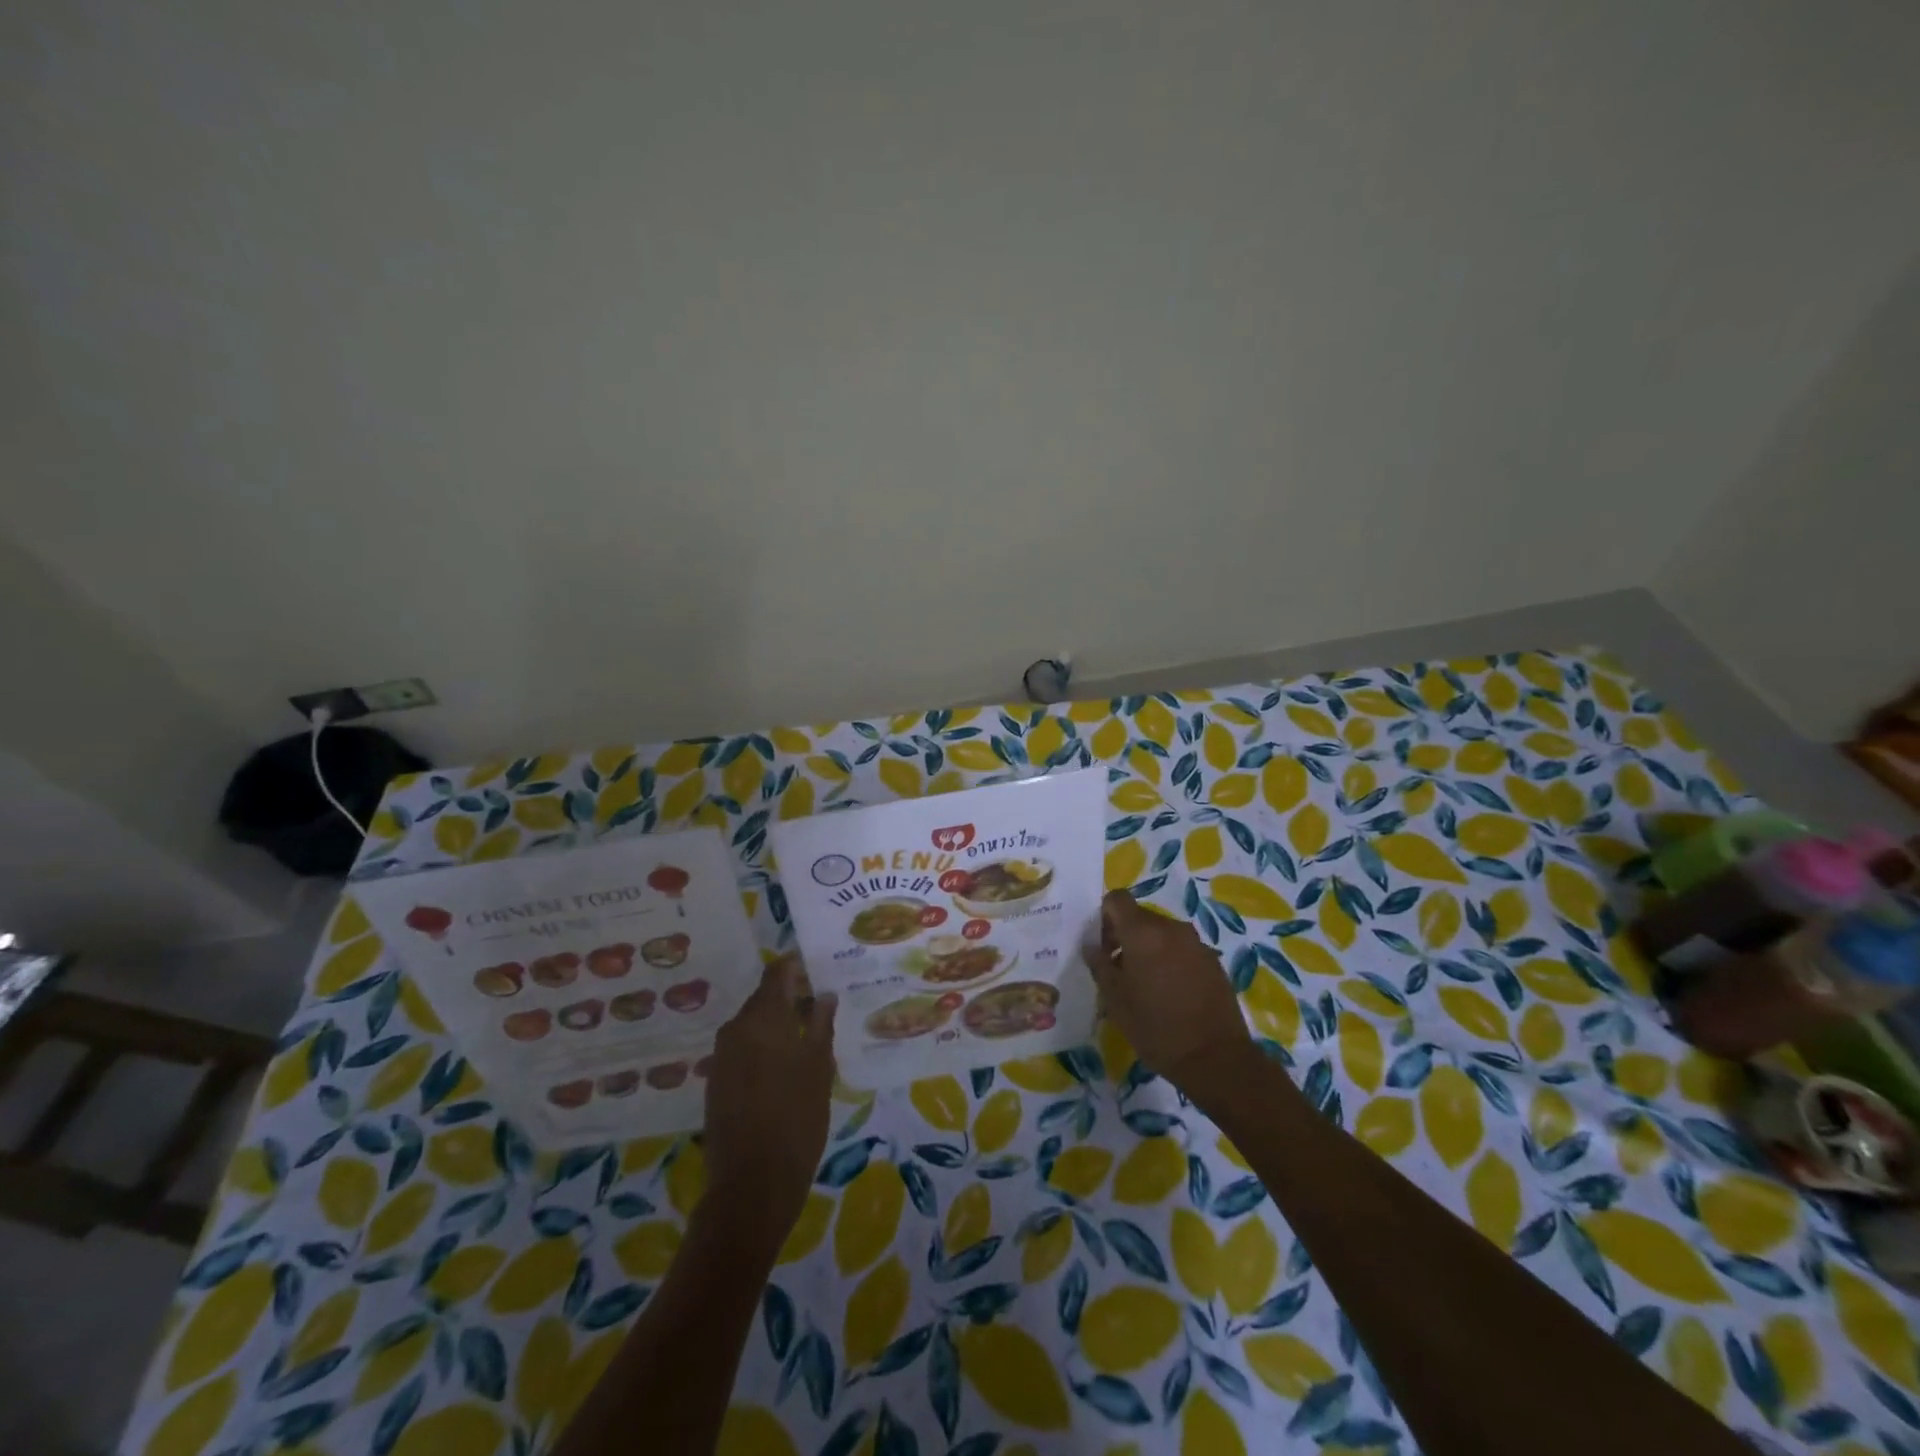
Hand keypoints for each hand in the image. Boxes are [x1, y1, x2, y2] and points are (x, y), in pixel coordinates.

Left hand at [701, 955, 836, 1251]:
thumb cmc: (796, 1118)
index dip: (797, 967)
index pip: (777, 973)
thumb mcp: (819, 1067)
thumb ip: (821, 1024)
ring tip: (807, 1039)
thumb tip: (824, 994)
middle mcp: (736, 1028)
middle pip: (763, 999)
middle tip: (820, 1009)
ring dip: (777, 1026)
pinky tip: (784, 1067)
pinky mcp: (716, 1082)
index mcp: (762, 1018)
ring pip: (753, 1025)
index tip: (818, 970)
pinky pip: (743, 1049)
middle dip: (790, 999)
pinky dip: (762, 1048)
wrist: (751, 1184)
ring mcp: (722, 1056)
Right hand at [1086, 890, 1256, 1092]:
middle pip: (1140, 917)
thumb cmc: (1156, 1028)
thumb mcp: (1115, 1000)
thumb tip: (1092, 947)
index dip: (1104, 916)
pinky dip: (1171, 961)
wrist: (1216, 1059)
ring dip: (1149, 950)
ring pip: (1162, 934)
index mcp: (1143, 932)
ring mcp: (1196, 943)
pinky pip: (1183, 950)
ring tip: (1146, 986)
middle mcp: (1171, 928)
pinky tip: (1171, 995)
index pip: (1117, 898)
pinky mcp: (1213, 961)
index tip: (1103, 947)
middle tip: (1120, 972)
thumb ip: (1099, 965)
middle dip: (1126, 937)